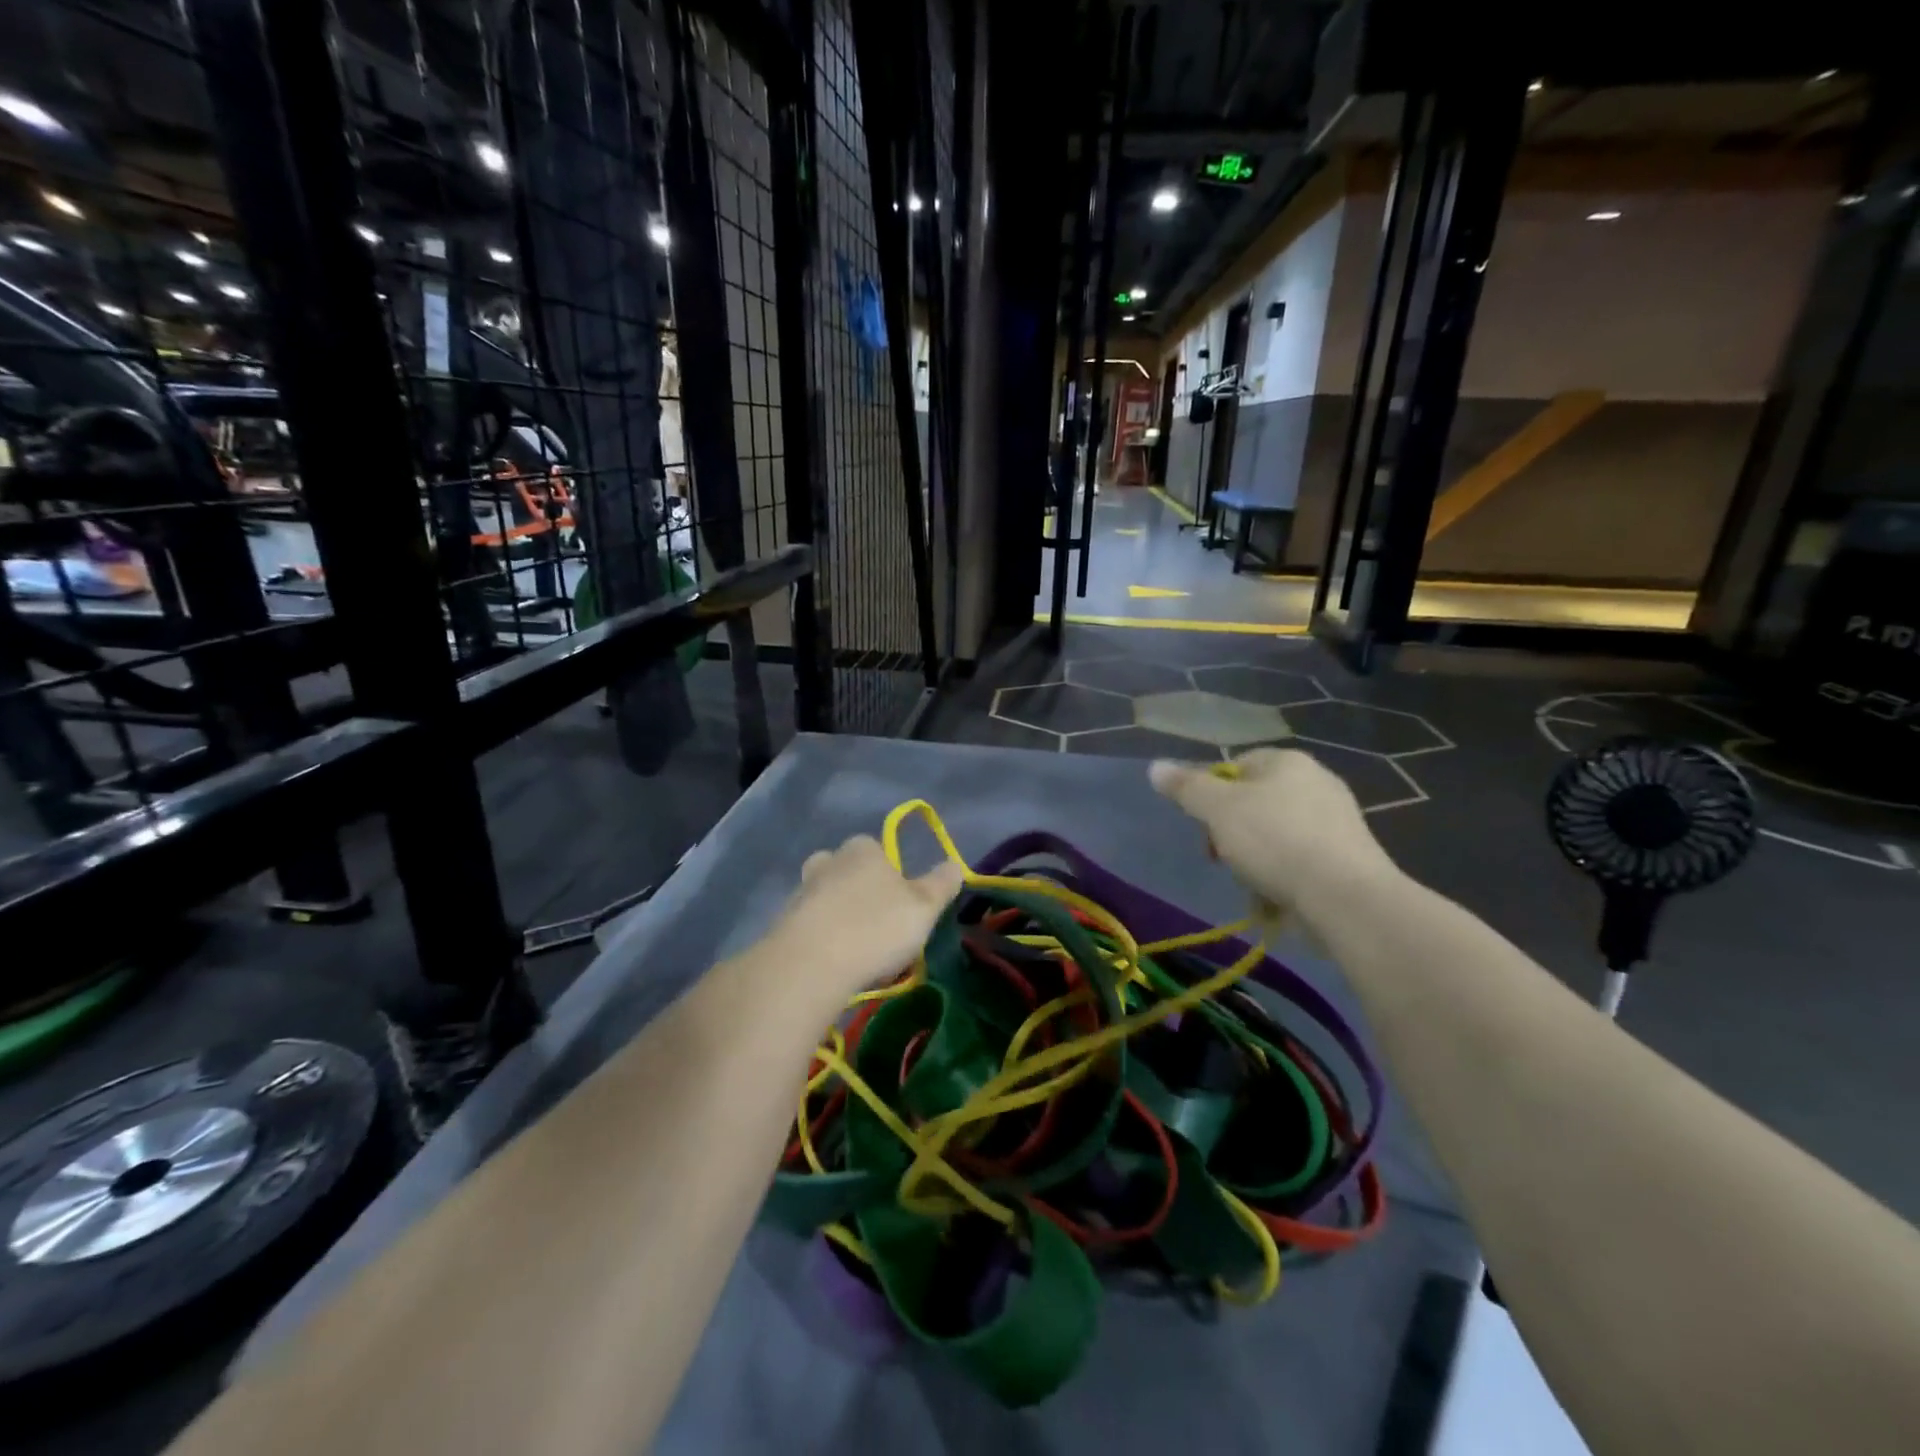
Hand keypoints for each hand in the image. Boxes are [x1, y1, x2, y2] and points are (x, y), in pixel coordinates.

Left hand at [763, 836, 964, 1005]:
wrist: (810, 965)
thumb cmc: (875, 928)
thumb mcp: (924, 907)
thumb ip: (941, 884)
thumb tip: (955, 864)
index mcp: (862, 848)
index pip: (878, 850)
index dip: (891, 875)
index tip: (901, 906)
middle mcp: (828, 861)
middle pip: (847, 870)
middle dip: (859, 891)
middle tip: (878, 926)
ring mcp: (800, 891)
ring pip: (825, 897)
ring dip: (838, 916)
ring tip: (856, 951)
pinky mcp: (781, 923)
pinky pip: (808, 925)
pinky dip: (820, 939)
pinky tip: (833, 964)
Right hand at [1149, 749, 1398, 938]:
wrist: (1344, 896)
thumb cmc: (1274, 840)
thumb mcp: (1216, 809)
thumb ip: (1185, 787)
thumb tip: (1155, 767)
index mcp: (1287, 762)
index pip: (1235, 765)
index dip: (1210, 793)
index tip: (1202, 824)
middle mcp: (1317, 782)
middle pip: (1254, 802)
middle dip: (1231, 831)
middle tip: (1221, 856)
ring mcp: (1337, 821)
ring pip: (1275, 835)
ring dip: (1255, 859)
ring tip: (1252, 884)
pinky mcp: (1348, 857)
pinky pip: (1300, 861)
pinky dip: (1284, 877)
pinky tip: (1277, 899)